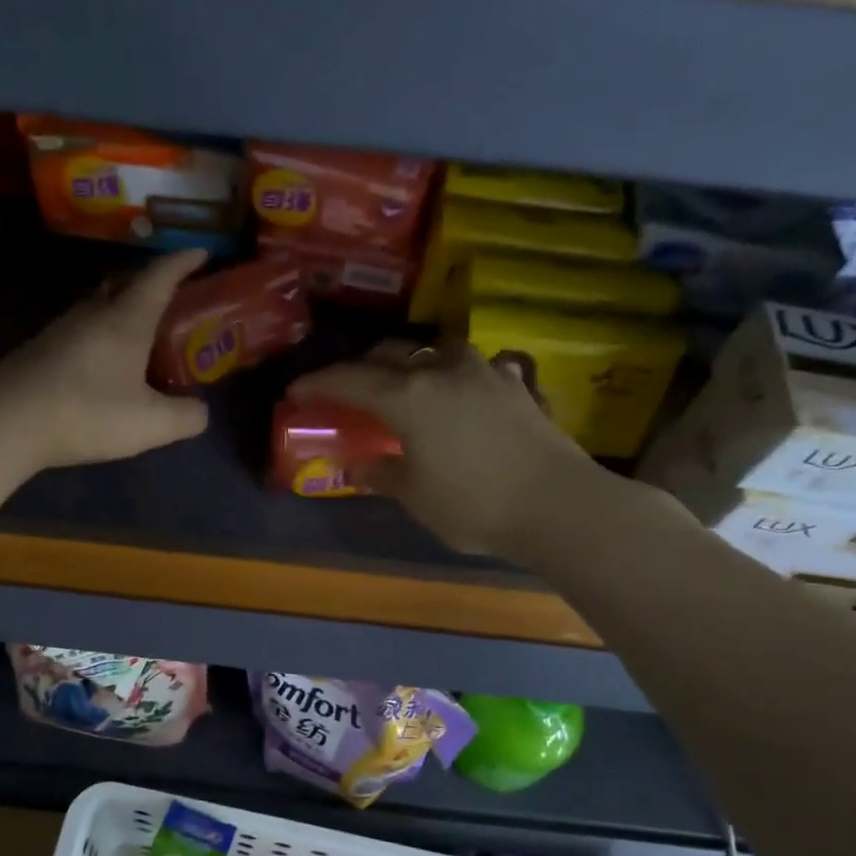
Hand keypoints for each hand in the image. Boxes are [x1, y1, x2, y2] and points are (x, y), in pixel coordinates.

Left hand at [0, 249, 210, 469]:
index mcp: (126, 320)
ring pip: (99, 304)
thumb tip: (200, 410)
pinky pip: (81, 328)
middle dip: (151, 281)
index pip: (160, 276)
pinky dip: (102, 332)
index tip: (202, 251)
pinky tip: (104, 361)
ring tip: (141, 329)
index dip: (183, 261)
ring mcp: (61, 329)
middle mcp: (93, 313)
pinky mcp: (40, 350)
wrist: (7, 422)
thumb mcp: (151, 424)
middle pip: (125, 282)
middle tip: (173, 294)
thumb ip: (186, 417)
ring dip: (123, 307)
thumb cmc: (87, 413)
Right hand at [289, 341, 603, 554]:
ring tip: (407, 382)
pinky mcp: (517, 385)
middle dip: (363, 366)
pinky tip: (462, 393)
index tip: (296, 390)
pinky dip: (457, 375)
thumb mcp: (415, 497)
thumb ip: (383, 474)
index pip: (349, 380)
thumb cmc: (474, 504)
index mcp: (408, 397)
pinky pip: (476, 367)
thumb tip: (358, 466)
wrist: (559, 506)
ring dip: (413, 361)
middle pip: (391, 353)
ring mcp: (484, 372)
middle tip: (349, 387)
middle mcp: (442, 371)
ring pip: (436, 349)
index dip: (318, 383)